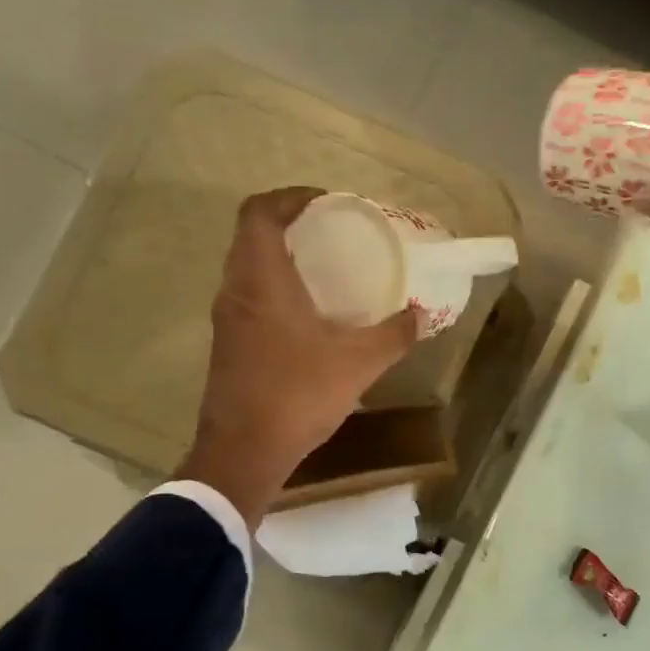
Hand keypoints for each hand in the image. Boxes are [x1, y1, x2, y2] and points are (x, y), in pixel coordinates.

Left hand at [176, 188, 417, 526]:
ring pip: (249, 269)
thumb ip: (394, 334)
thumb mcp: (358, 363)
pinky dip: (276, 290)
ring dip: (281, 260)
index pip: (259, 212)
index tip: (325, 203)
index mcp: (261, 280)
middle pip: (252, 236)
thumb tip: (422, 314)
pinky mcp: (228, 346)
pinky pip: (250, 298)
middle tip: (333, 234)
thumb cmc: (297, 395)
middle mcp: (236, 290)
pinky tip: (310, 316)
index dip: (290, 197)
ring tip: (326, 271)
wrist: (243, 453)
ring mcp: (227, 320)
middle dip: (290, 226)